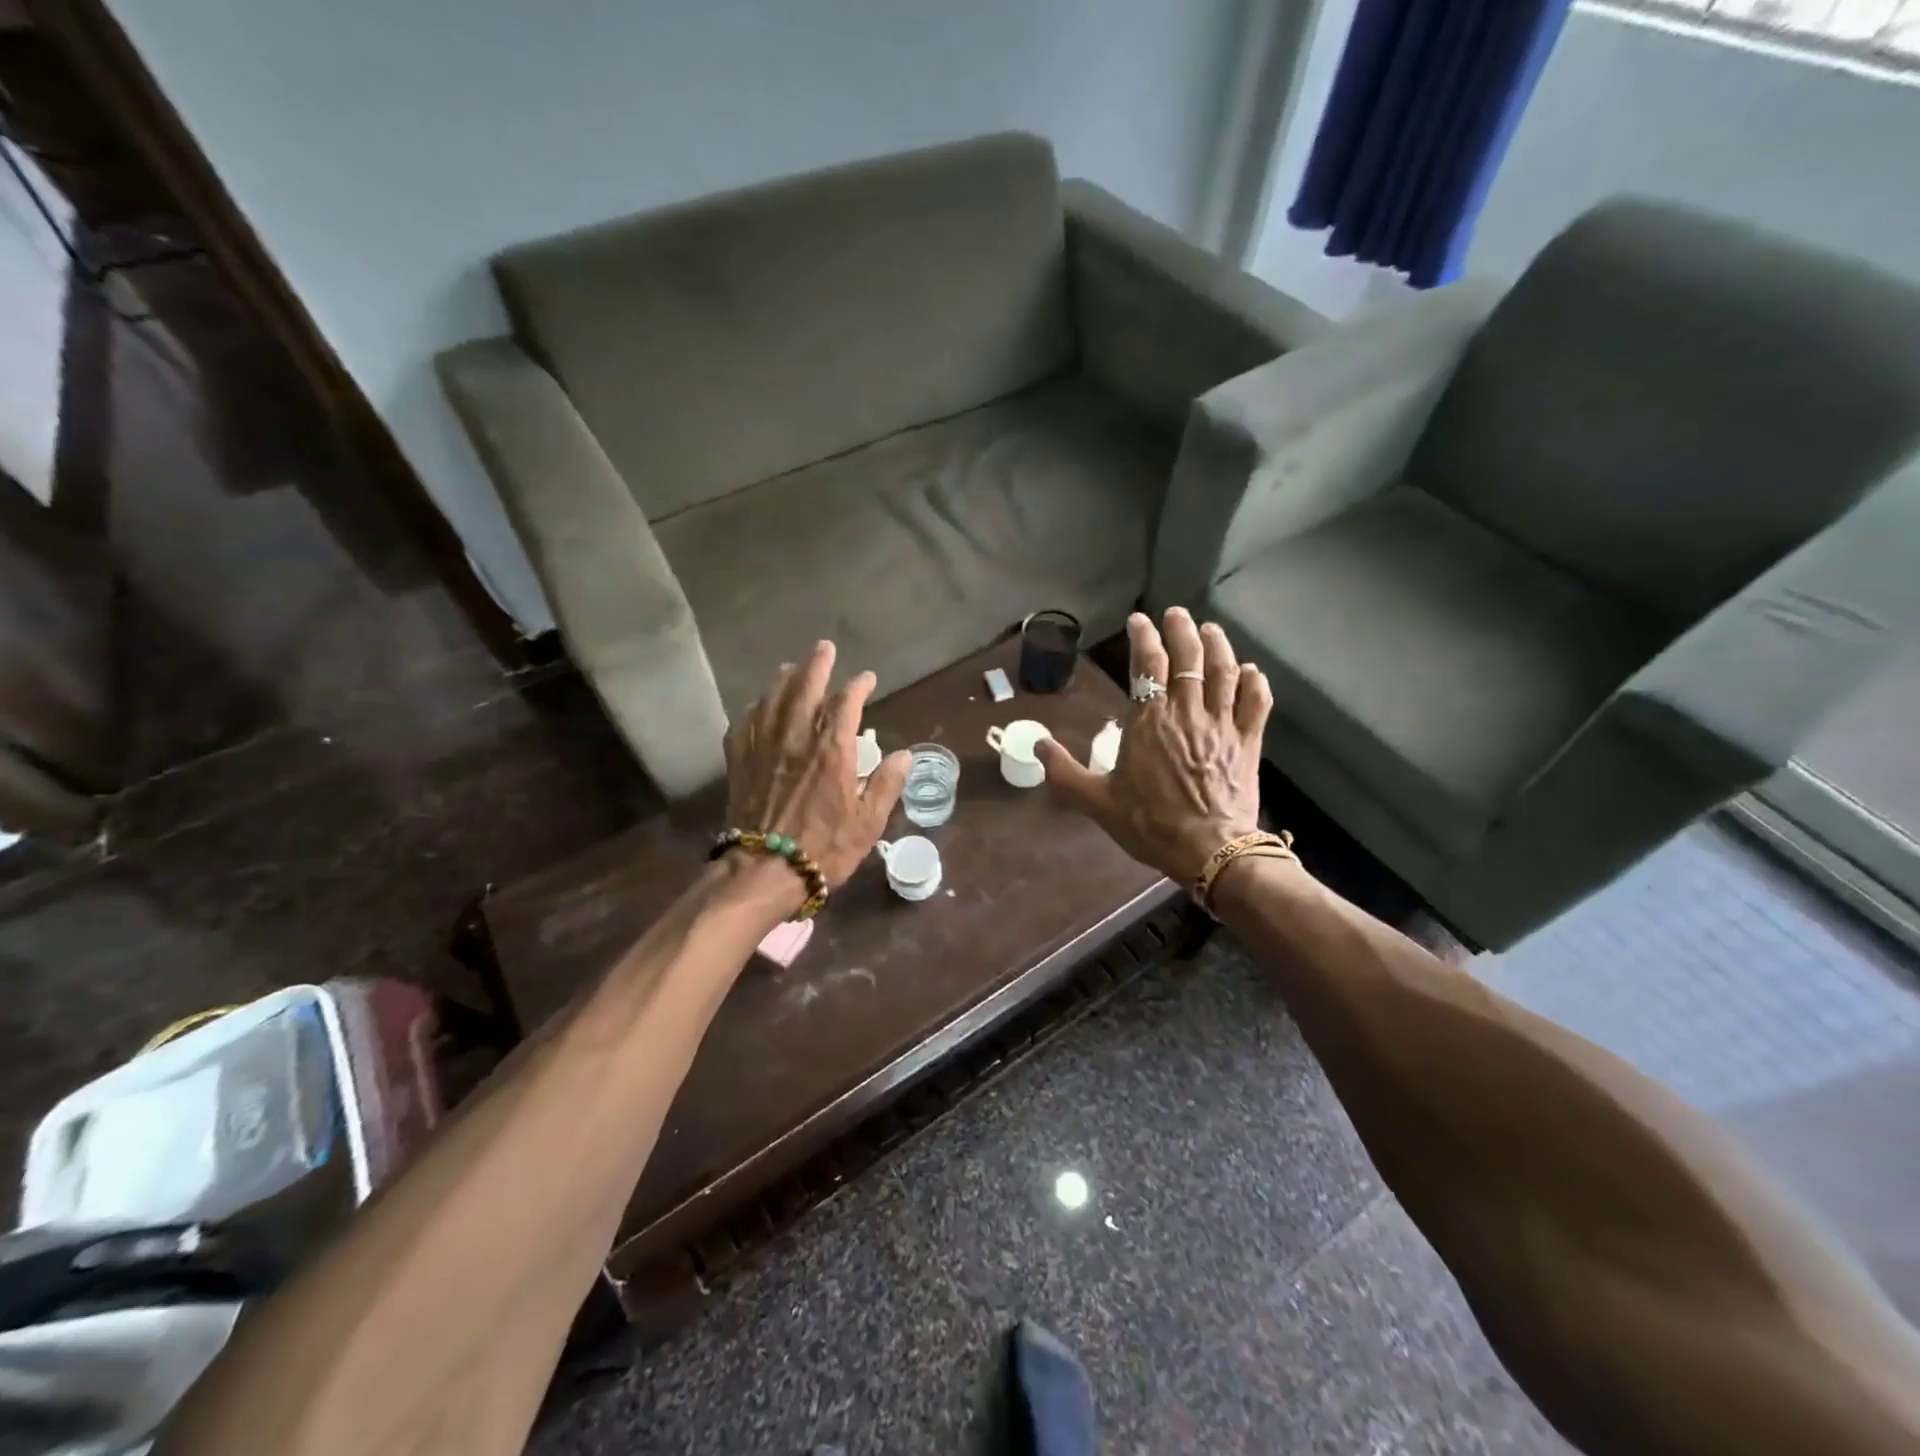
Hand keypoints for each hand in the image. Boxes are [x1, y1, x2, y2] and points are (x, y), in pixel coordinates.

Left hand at [723, 640, 911, 908]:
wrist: (764, 871)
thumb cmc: (824, 848)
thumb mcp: (868, 822)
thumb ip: (887, 784)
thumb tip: (905, 755)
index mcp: (832, 750)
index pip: (847, 704)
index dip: (859, 686)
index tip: (867, 679)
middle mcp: (796, 738)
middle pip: (806, 689)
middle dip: (817, 665)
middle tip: (824, 648)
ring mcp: (764, 747)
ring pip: (773, 699)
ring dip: (784, 679)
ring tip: (791, 667)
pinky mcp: (740, 761)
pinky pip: (746, 723)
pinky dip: (755, 708)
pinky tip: (758, 705)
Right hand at [1037, 608, 1270, 887]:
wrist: (1210, 851)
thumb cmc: (1150, 825)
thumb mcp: (1096, 802)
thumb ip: (1064, 771)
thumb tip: (1037, 744)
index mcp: (1148, 721)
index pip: (1147, 664)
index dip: (1144, 636)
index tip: (1139, 621)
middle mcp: (1186, 712)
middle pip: (1188, 657)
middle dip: (1181, 629)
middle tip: (1176, 613)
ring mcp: (1222, 725)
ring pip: (1223, 671)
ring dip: (1218, 645)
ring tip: (1210, 629)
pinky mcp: (1248, 742)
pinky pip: (1256, 702)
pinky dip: (1254, 682)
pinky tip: (1249, 671)